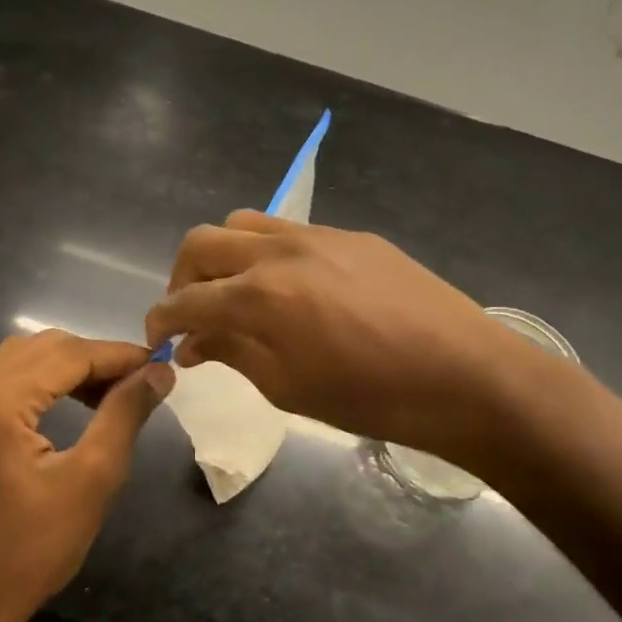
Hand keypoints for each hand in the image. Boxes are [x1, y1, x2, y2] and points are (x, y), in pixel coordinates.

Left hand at [0, 331, 173, 621]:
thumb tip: (157, 372)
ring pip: (15, 360)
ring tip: (102, 398)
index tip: (159, 366)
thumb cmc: (27, 552)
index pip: (70, 353)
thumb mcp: (90, 481)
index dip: (119, 355)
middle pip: (41, 347)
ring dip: (62, 369)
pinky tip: (54, 410)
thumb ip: (124, 414)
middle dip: (92, 360)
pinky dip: (30, 384)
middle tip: (136, 386)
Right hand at [145, 212, 512, 462]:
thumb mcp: (289, 388)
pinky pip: (289, 230)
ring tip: (235, 291)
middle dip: (182, 278)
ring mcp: (317, 235)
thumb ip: (233, 355)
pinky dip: (267, 252)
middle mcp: (279, 252)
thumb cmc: (371, 397)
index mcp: (259, 296)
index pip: (186, 300)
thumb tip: (194, 344)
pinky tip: (290, 287)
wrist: (463, 375)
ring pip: (243, 223)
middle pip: (202, 243)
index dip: (161, 320)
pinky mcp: (351, 234)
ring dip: (222, 255)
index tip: (157, 337)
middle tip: (192, 313)